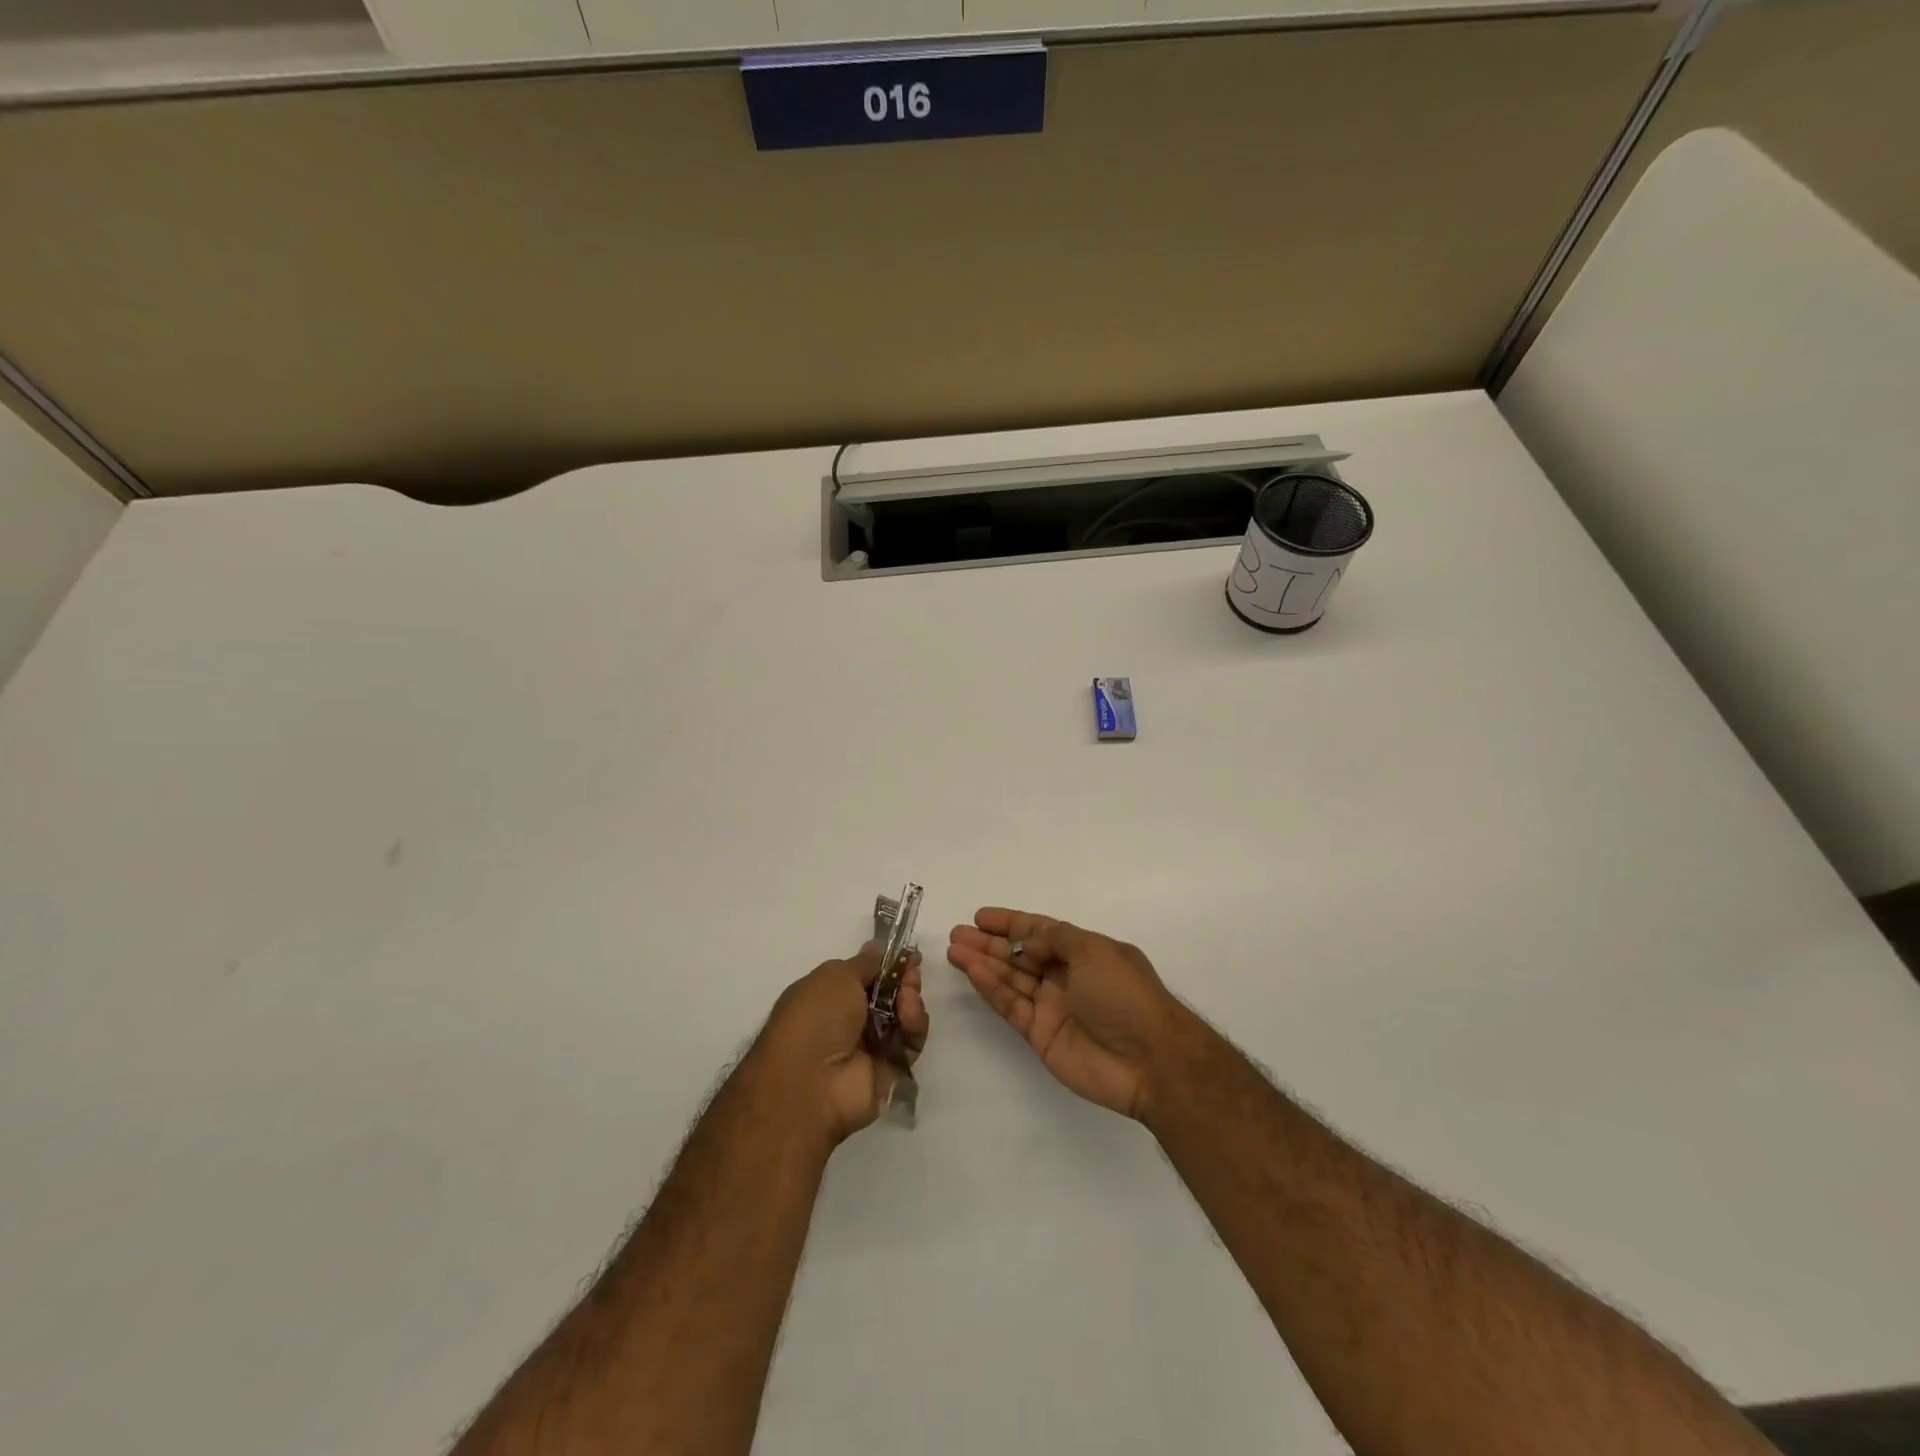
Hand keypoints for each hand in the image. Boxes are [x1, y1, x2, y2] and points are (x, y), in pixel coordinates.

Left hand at [759, 943, 928, 1144]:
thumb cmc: (817, 1017)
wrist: (812, 1082)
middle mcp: (848, 1020)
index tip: (907, 955)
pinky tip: (908, 1018)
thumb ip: (865, 963)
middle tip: (911, 974)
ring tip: (907, 999)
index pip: (865, 976)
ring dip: (910, 1001)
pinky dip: (914, 1027)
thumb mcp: (836, 975)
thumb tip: (876, 949)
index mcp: (828, 995)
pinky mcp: (890, 1069)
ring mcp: (869, 1047)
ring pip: (903, 1016)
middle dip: (903, 980)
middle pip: (889, 994)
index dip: (887, 964)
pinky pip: (911, 1042)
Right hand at [947, 909, 1184, 1120]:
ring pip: (1011, 979)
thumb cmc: (1125, 994)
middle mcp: (1067, 977)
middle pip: (1021, 955)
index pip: (1042, 931)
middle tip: (957, 933)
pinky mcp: (1041, 1035)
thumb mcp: (1094, 951)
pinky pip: (1011, 1005)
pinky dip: (991, 987)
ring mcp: (1053, 1007)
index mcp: (1085, 952)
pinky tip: (971, 970)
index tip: (981, 917)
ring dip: (983, 963)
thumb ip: (1055, 939)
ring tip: (954, 949)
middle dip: (990, 943)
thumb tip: (1027, 940)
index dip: (1011, 923)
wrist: (1150, 1060)